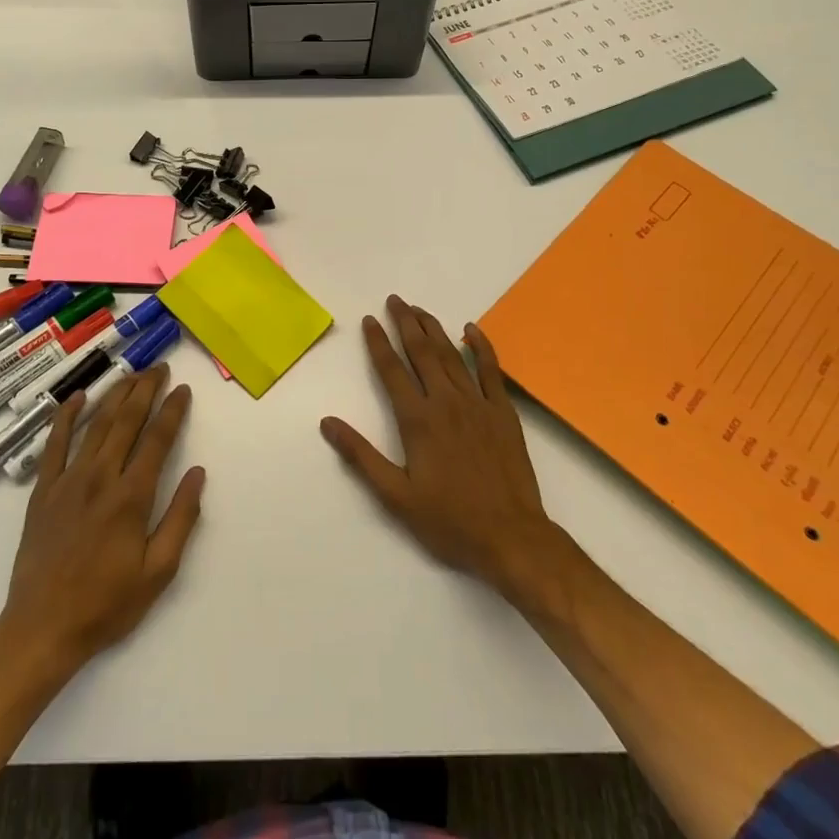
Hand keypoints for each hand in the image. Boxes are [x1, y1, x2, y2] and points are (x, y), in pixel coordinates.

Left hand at [0, 367, 204, 674]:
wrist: (42, 627)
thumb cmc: (107, 604)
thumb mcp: (158, 571)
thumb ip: (181, 518)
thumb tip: (199, 474)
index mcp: (131, 496)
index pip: (157, 439)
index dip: (172, 411)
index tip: (184, 390)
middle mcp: (100, 477)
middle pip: (126, 421)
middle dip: (146, 389)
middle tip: (160, 368)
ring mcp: (68, 480)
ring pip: (95, 424)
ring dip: (115, 394)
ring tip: (132, 374)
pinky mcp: (43, 490)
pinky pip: (54, 444)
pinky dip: (65, 417)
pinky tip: (76, 397)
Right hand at [321, 297, 567, 611]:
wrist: (511, 537)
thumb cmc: (449, 521)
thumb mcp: (395, 496)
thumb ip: (361, 456)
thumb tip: (327, 422)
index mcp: (418, 420)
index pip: (391, 370)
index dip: (378, 343)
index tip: (369, 320)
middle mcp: (446, 402)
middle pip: (422, 352)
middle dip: (405, 323)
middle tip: (394, 300)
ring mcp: (478, 404)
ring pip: (452, 355)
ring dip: (434, 329)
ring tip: (419, 309)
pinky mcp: (503, 412)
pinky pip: (491, 370)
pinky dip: (481, 346)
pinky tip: (471, 330)